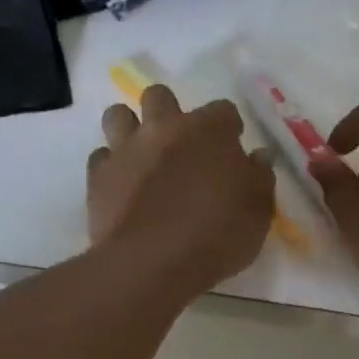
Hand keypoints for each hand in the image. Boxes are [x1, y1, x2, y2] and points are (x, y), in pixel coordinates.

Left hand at [88, 84, 275, 298]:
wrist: (153, 262)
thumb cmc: (217, 235)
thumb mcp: (258, 211)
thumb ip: (259, 177)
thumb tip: (258, 156)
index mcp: (209, 131)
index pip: (223, 110)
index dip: (228, 129)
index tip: (231, 150)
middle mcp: (164, 128)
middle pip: (160, 96)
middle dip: (169, 113)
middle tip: (180, 146)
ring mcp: (126, 149)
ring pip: (118, 115)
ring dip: (130, 128)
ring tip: (142, 156)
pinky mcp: (98, 176)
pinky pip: (100, 157)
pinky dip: (111, 166)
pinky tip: (122, 186)